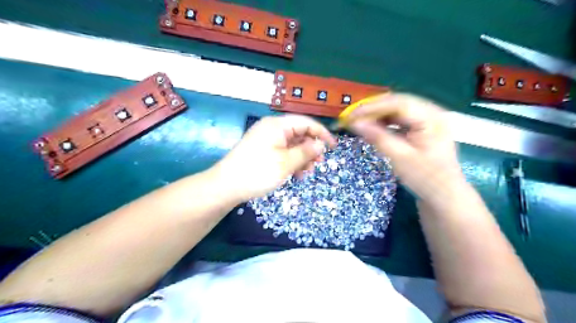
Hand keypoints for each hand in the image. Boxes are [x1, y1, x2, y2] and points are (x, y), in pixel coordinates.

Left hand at [214, 115, 336, 200]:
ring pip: (292, 145)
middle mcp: (272, 129)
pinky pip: (283, 152)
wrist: (226, 186)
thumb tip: (320, 144)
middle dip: (310, 149)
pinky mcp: (262, 150)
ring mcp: (266, 140)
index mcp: (277, 125)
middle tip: (318, 164)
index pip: (306, 122)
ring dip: (302, 158)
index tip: (333, 147)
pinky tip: (295, 174)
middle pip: (299, 134)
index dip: (321, 133)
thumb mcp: (286, 163)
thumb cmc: (257, 172)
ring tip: (305, 173)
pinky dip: (291, 161)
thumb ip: (306, 152)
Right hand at [349, 94, 464, 203]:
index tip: (351, 115)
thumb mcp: (400, 158)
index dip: (372, 107)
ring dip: (378, 115)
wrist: (444, 195)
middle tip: (352, 118)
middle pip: (397, 103)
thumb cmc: (425, 178)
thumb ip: (377, 138)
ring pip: (397, 110)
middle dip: (373, 110)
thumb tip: (355, 123)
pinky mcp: (423, 127)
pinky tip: (374, 127)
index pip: (398, 103)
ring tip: (360, 122)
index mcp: (432, 117)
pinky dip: (385, 122)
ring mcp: (428, 119)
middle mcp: (432, 112)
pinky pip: (400, 118)